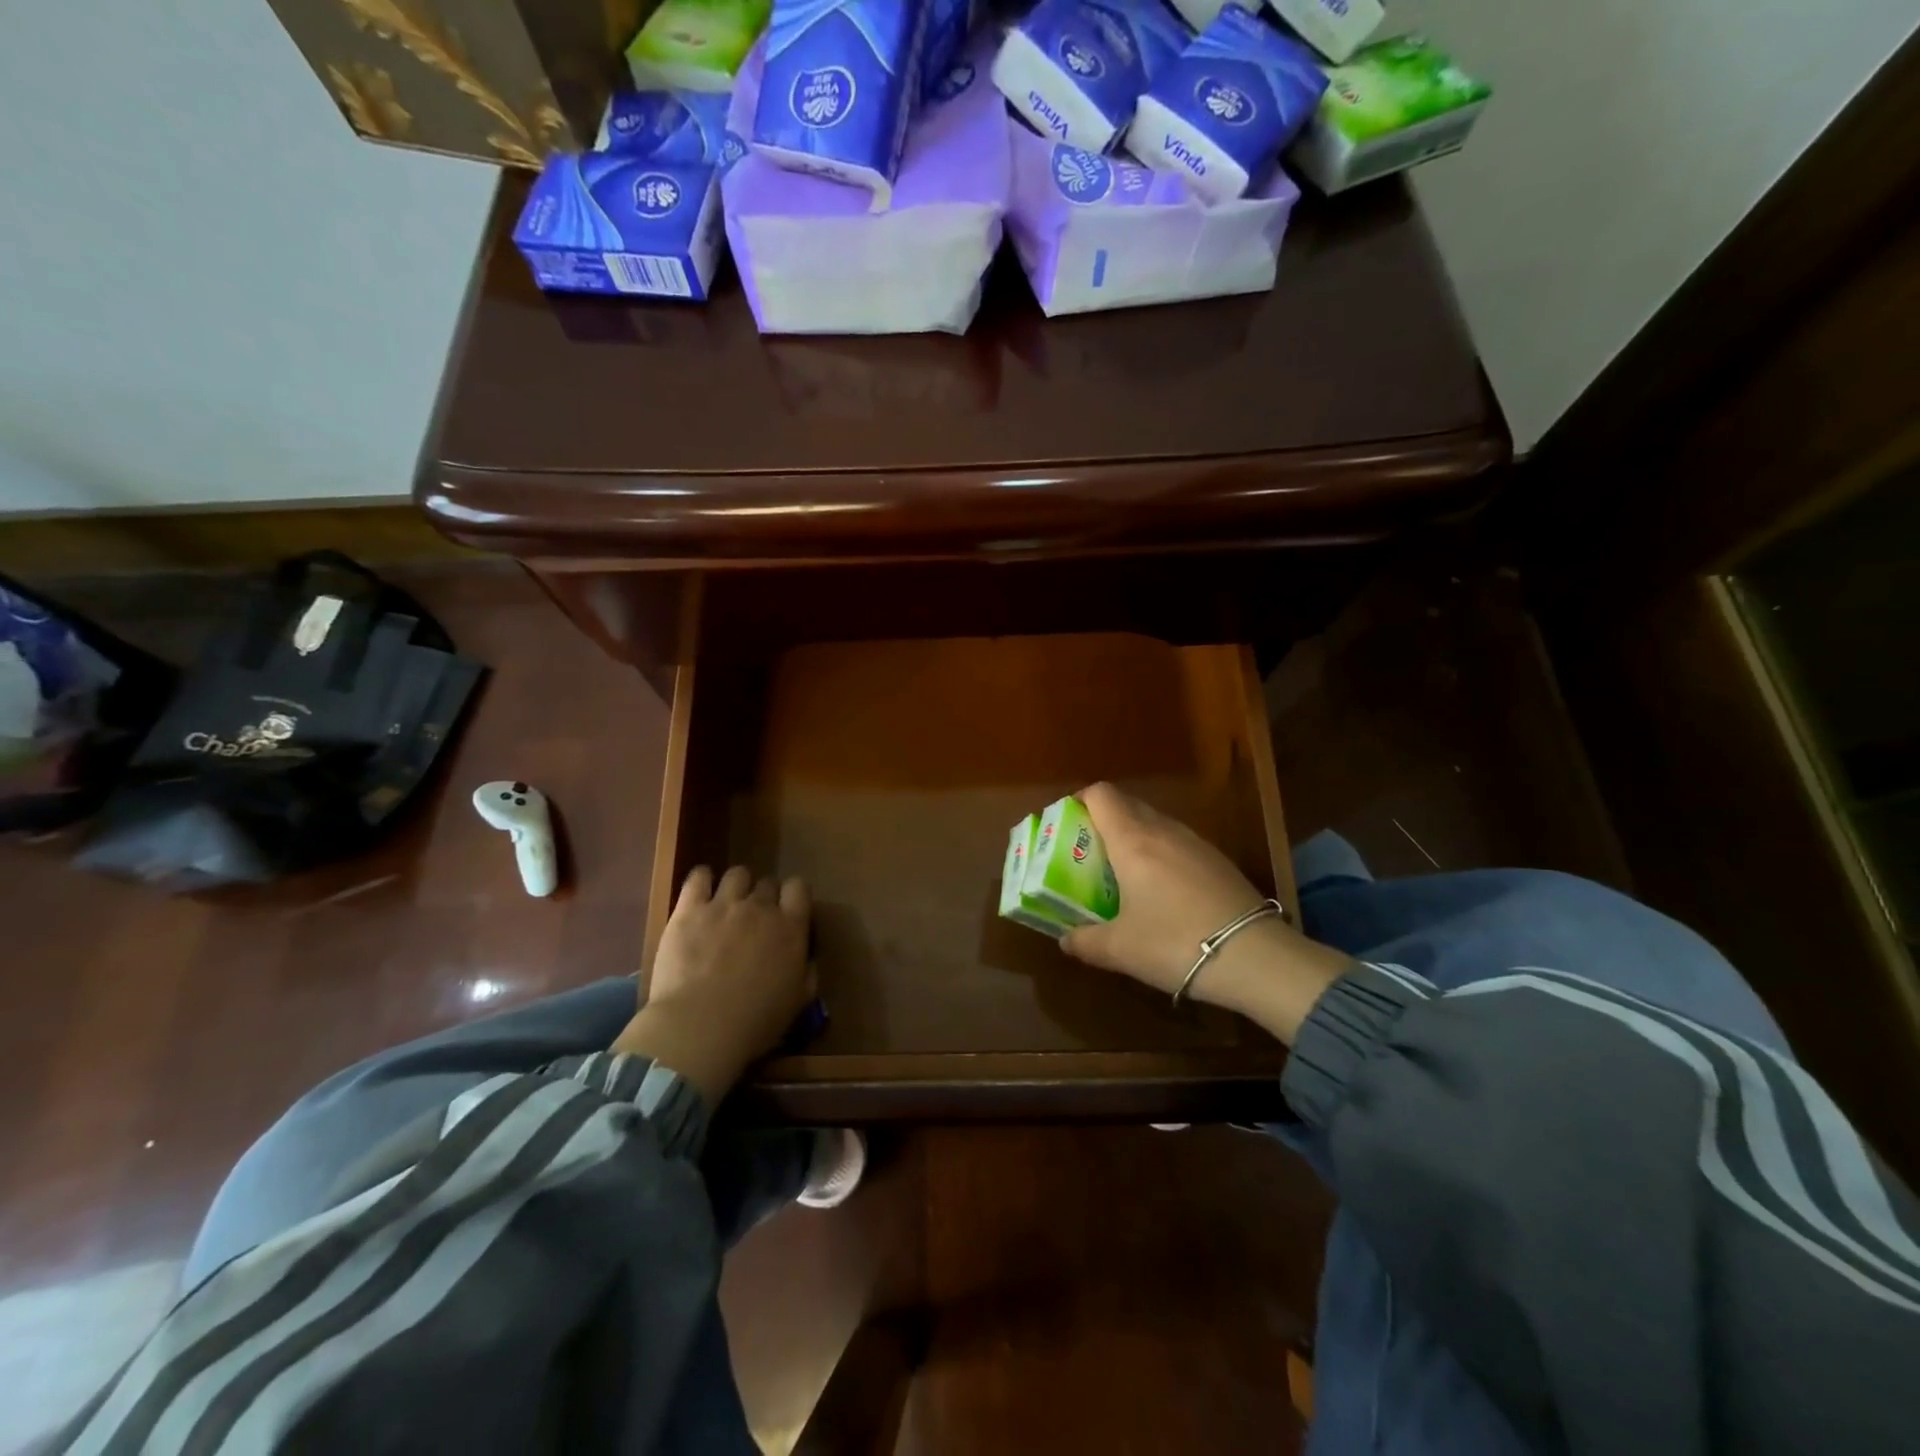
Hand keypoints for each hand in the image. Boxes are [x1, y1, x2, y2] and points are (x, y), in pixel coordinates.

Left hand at [613, 866, 812, 1103]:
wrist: (700, 1027)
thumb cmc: (755, 1022)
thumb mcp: (798, 1002)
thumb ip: (807, 971)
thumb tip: (806, 957)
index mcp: (791, 927)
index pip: (799, 887)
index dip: (793, 896)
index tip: (786, 912)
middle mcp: (761, 907)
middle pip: (767, 883)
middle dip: (763, 897)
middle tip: (754, 920)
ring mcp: (724, 904)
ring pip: (737, 874)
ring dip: (736, 887)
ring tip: (726, 905)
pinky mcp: (689, 909)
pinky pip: (698, 877)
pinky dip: (702, 879)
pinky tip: (701, 892)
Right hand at [1060, 783, 1353, 1042]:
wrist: (1256, 957)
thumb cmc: (1175, 944)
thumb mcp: (1121, 950)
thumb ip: (1085, 942)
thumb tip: (1065, 940)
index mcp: (1132, 840)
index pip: (1101, 794)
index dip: (1079, 801)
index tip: (1066, 825)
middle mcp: (1163, 830)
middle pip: (1126, 804)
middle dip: (1102, 821)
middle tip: (1087, 853)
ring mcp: (1195, 842)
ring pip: (1154, 822)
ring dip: (1133, 837)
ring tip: (1122, 873)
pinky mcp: (1218, 860)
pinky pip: (1177, 842)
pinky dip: (1160, 853)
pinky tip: (1161, 891)